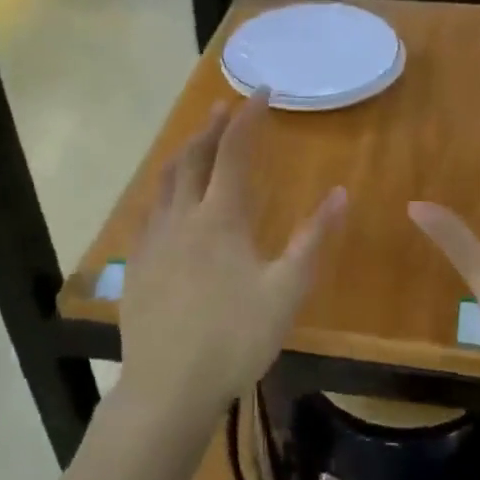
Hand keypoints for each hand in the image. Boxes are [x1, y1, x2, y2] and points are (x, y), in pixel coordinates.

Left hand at [119, 90, 345, 423]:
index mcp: (220, 218)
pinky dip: (164, 189)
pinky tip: (167, 201)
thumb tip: (340, 193)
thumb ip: (314, 240)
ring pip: (166, 180)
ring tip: (196, 141)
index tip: (261, 92)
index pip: (233, 152)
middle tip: (225, 106)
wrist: (168, 387)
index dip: (248, 118)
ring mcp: (154, 239)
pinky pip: (150, 210)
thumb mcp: (286, 291)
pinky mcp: (138, 263)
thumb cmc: (234, 338)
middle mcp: (183, 216)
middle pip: (194, 157)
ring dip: (184, 152)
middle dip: (211, 127)